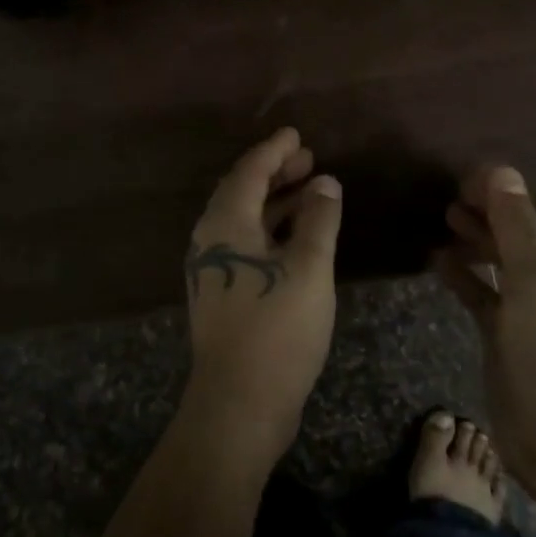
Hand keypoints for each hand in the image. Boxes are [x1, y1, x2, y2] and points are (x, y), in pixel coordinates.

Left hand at [181, 128, 343, 468]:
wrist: (239, 402)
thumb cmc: (277, 328)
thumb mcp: (308, 268)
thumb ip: (318, 220)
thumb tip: (324, 183)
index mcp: (225, 224)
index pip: (249, 172)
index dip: (274, 151)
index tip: (296, 135)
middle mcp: (211, 240)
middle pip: (243, 193)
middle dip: (275, 173)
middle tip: (308, 159)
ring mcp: (214, 269)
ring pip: (245, 221)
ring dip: (276, 202)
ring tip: (311, 190)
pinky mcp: (223, 294)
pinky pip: (247, 244)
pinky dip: (272, 230)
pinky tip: (298, 237)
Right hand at [436, 165, 535, 489]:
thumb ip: (516, 224)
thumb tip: (500, 171)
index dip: (511, 188)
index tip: (470, 177)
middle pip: (521, 230)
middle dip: (490, 210)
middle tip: (450, 196)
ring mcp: (531, 307)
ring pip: (500, 260)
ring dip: (475, 238)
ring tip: (443, 217)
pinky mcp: (506, 333)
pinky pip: (482, 293)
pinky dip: (462, 275)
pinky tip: (436, 260)